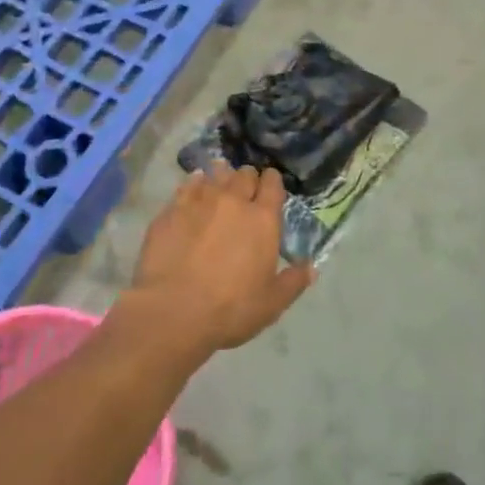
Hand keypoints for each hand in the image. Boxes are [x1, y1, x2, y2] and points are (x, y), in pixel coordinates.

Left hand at [126, 164, 313, 358]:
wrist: (173, 310)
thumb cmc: (230, 308)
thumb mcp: (271, 303)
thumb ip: (293, 281)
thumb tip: (311, 267)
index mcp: (262, 219)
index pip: (272, 184)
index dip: (272, 181)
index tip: (270, 185)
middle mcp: (233, 201)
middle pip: (244, 175)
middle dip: (247, 179)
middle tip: (245, 190)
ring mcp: (200, 201)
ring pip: (215, 175)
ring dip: (221, 177)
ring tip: (219, 184)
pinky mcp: (173, 208)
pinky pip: (188, 185)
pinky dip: (195, 183)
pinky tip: (194, 188)